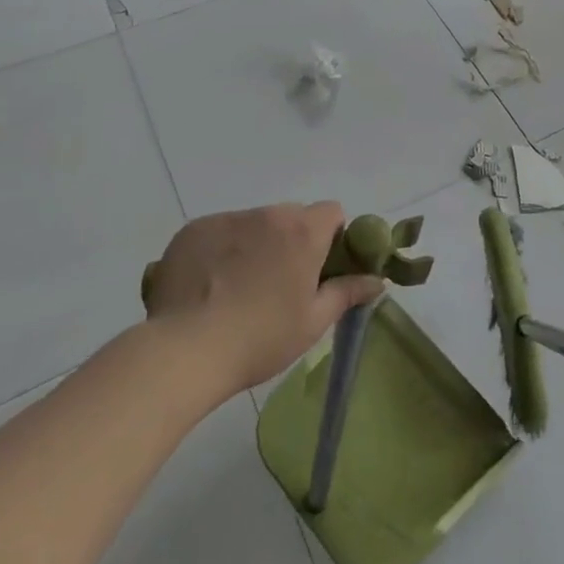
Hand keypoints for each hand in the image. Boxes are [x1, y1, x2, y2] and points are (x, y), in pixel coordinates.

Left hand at [143, 202, 386, 395]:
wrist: (185, 351)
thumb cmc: (260, 338)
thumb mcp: (313, 322)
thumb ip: (348, 292)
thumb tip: (378, 280)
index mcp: (302, 231)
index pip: (331, 212)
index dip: (331, 237)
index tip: (320, 269)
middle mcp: (267, 214)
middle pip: (291, 217)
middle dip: (291, 241)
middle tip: (279, 285)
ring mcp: (227, 219)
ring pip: (253, 224)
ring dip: (255, 245)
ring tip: (236, 290)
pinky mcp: (193, 230)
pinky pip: (218, 232)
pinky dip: (220, 251)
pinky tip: (207, 288)